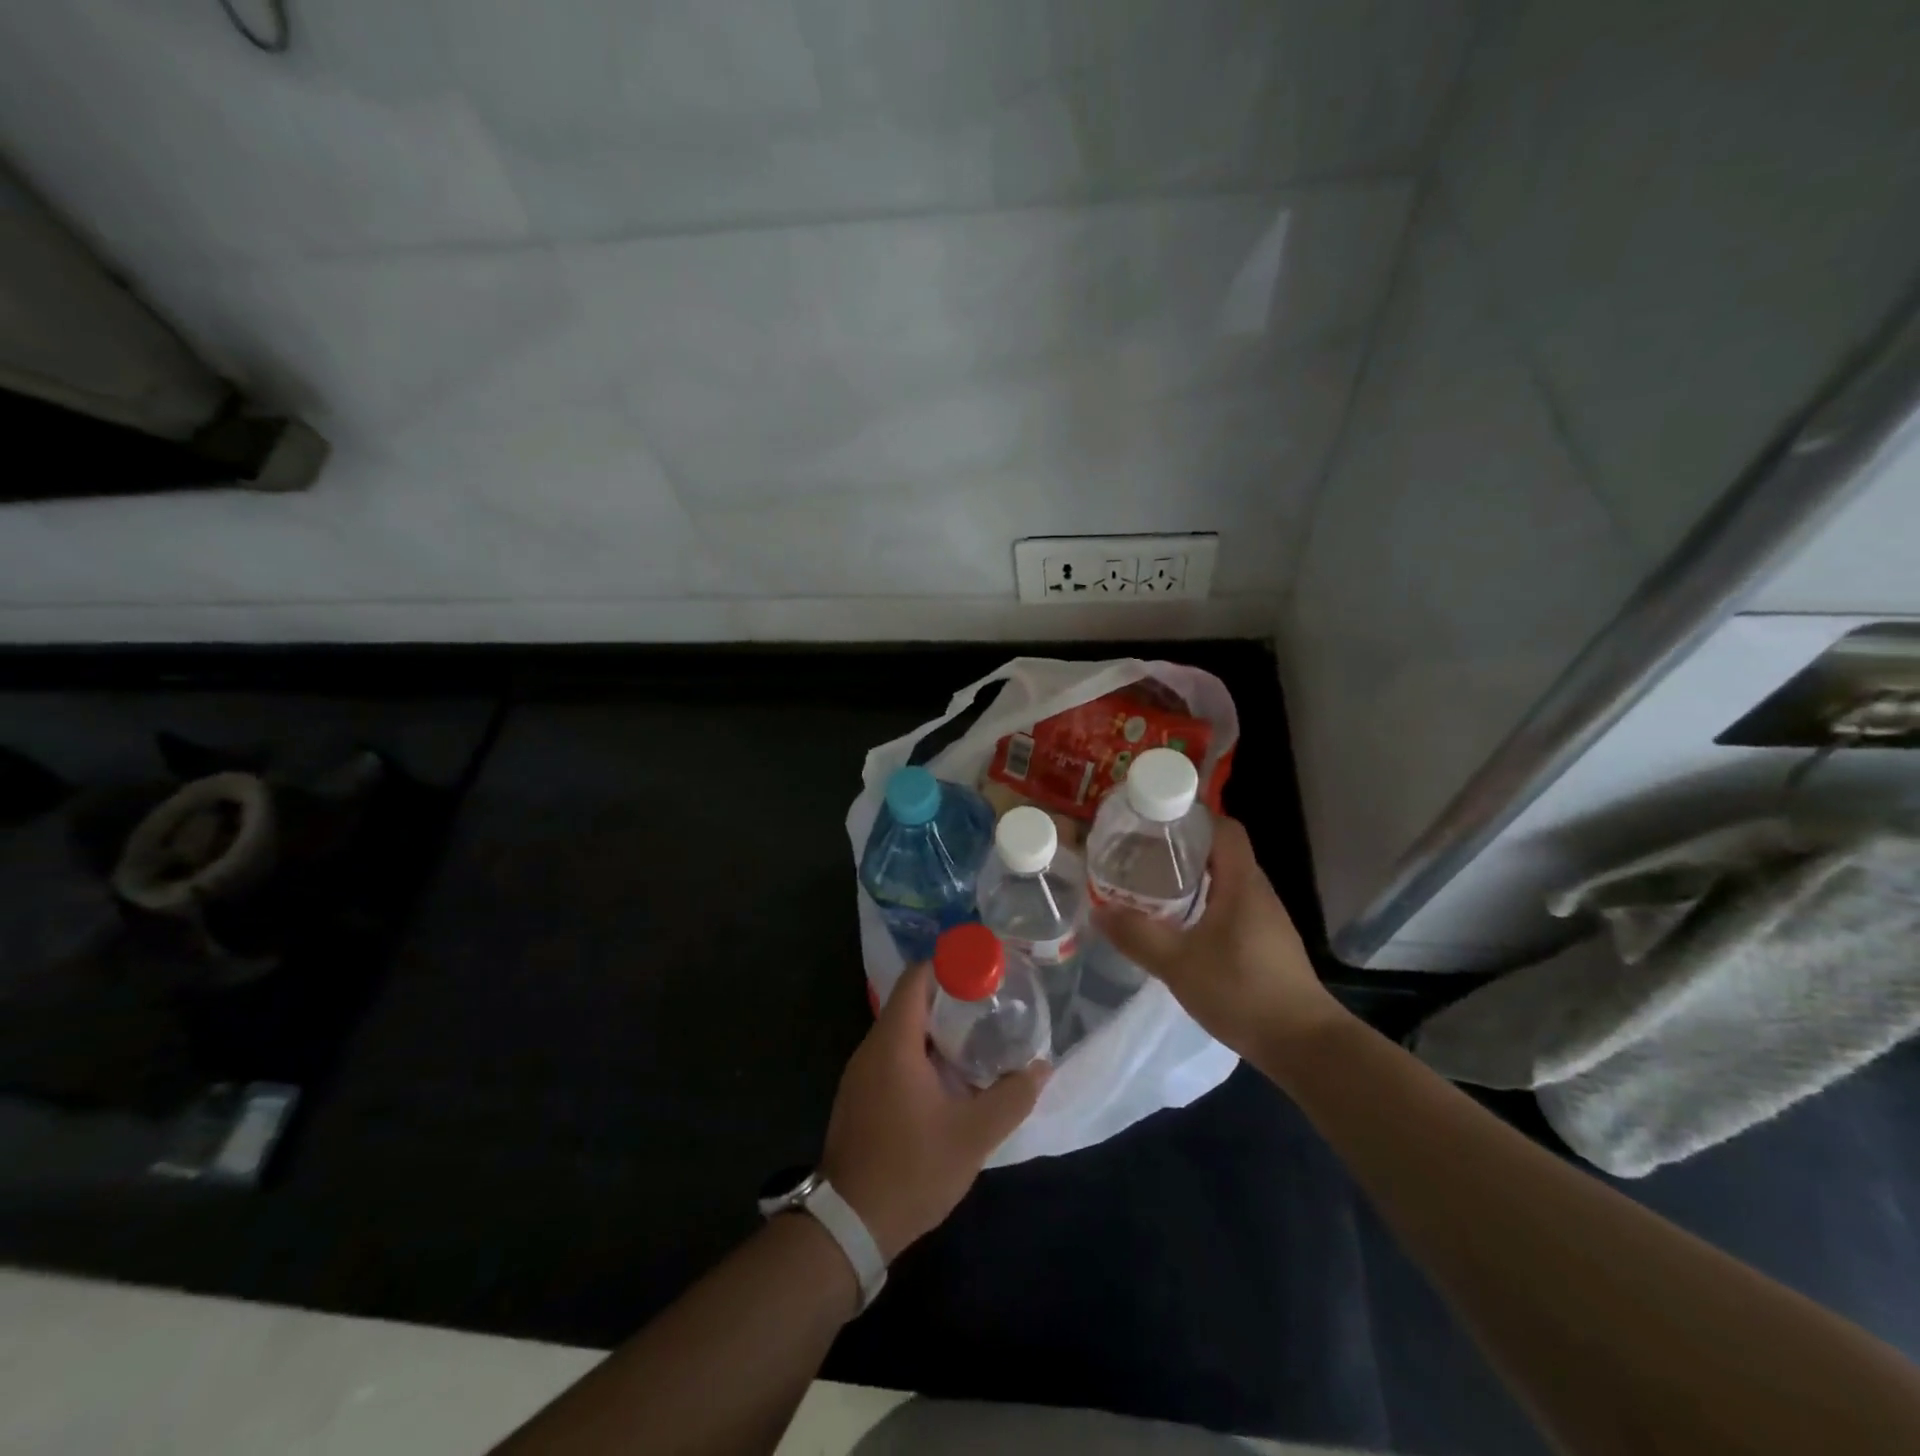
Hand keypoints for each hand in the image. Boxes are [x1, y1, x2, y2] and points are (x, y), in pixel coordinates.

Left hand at [819, 961, 1048, 1261]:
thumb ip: (1011, 1097)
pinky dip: (920, 1054)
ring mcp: (860, 1074)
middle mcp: (871, 1048)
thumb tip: (1042, 1067)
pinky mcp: (858, 1097)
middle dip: (949, 999)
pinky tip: (947, 1079)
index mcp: (894, 1042)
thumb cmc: (911, 1169)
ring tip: (976, 1039)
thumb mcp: (973, 1136)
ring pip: (901, 1032)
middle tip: (990, 1006)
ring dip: (936, 1030)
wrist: (849, 1226)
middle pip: (910, 1002)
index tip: (983, 971)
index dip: (948, 966)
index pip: (916, 979)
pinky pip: (892, 1057)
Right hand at [1094, 815, 1346, 1059]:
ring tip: (1150, 884)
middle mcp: (1257, 891)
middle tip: (1139, 853)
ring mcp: (1265, 918)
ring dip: (1191, 877)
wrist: (1304, 1045)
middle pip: (1220, 851)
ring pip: (1224, 880)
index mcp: (1242, 883)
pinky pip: (1230, 905)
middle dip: (1181, 847)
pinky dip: (1203, 902)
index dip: (1192, 817)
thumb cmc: (1243, 992)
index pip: (1223, 828)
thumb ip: (1137, 936)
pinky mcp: (1265, 942)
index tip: (1154, 821)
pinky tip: (1178, 923)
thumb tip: (1098, 911)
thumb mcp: (1178, 964)